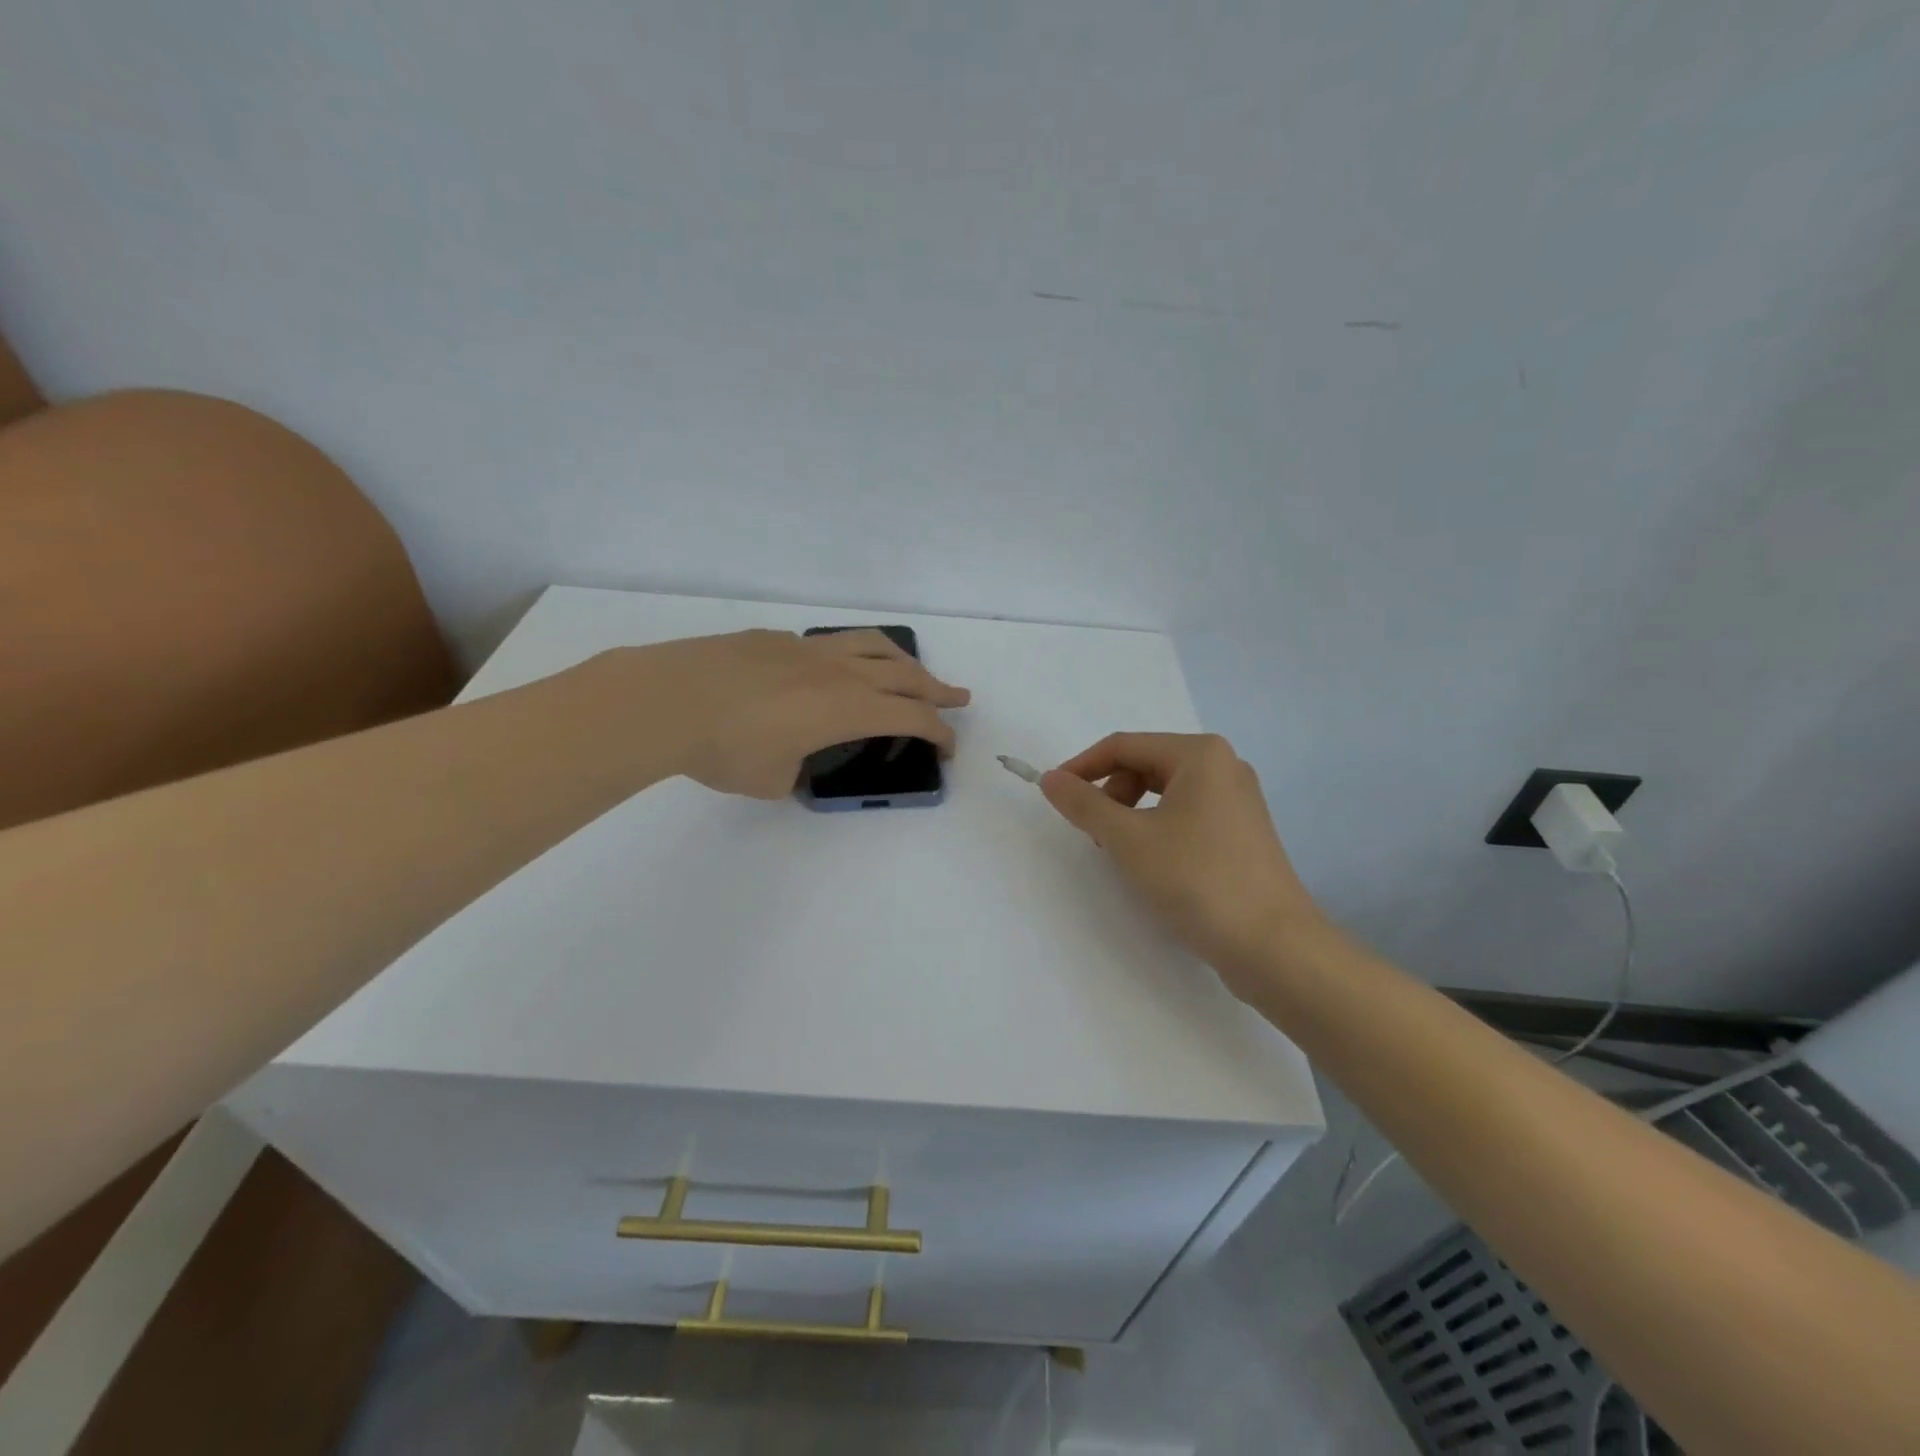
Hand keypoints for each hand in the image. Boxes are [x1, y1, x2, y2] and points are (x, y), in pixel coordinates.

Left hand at [628, 629, 969, 798]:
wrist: (666, 699)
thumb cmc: (726, 748)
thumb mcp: (774, 779)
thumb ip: (798, 770)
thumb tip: (796, 759)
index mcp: (848, 708)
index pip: (911, 718)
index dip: (938, 733)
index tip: (948, 748)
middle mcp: (839, 672)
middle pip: (905, 676)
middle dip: (937, 691)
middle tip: (959, 698)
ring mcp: (808, 650)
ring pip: (873, 647)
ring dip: (903, 662)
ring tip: (914, 672)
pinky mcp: (777, 640)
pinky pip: (831, 643)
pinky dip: (853, 654)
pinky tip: (839, 667)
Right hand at [1040, 733, 1327, 996]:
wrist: (1273, 946)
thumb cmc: (1197, 880)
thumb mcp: (1128, 839)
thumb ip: (1084, 804)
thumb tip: (1050, 779)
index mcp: (1200, 754)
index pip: (1123, 746)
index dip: (1082, 767)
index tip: (1053, 795)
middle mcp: (1224, 766)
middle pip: (1146, 764)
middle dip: (1110, 793)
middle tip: (1095, 834)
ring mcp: (1238, 801)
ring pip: (1165, 792)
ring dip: (1131, 814)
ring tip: (1123, 852)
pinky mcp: (1242, 833)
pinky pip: (1186, 814)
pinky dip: (1158, 829)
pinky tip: (1154, 864)